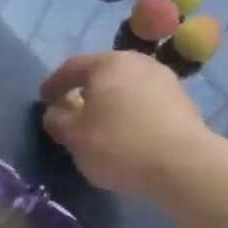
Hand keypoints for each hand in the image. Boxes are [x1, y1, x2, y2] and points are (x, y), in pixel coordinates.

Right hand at [40, 52, 207, 198]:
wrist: (183, 165)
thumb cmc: (119, 145)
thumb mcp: (74, 137)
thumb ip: (57, 120)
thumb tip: (55, 112)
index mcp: (108, 63)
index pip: (72, 67)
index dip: (54, 84)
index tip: (44, 100)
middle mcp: (138, 62)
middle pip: (103, 74)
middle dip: (85, 91)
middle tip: (72, 110)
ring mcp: (165, 80)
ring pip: (127, 87)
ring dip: (111, 102)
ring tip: (102, 125)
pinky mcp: (183, 102)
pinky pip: (146, 102)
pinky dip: (132, 113)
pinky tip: (129, 133)